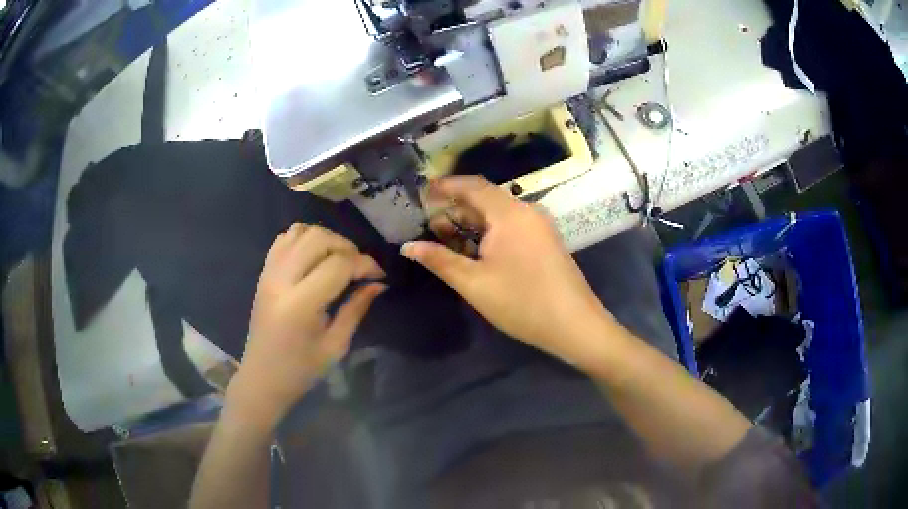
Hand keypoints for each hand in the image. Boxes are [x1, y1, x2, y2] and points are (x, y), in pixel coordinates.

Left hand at [227, 224, 385, 429]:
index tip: (379, 276)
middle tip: (359, 267)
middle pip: (318, 238)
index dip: (365, 264)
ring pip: (300, 231)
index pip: (338, 264)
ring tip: (338, 259)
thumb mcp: (336, 346)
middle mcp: (281, 281)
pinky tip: (315, 257)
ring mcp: (268, 273)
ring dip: (326, 239)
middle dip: (347, 246)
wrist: (262, 377)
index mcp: (300, 305)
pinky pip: (284, 238)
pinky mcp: (263, 273)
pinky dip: (304, 238)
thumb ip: (356, 310)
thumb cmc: (301, 370)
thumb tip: (378, 284)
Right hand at [402, 176, 614, 360]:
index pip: (472, 186)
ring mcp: (540, 226)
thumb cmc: (522, 302)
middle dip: (456, 208)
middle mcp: (526, 211)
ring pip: (499, 214)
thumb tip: (408, 246)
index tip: (422, 192)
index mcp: (509, 213)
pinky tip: (476, 251)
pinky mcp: (546, 241)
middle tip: (429, 224)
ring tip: (447, 239)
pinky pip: (512, 226)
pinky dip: (489, 232)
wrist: (575, 325)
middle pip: (485, 199)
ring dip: (472, 222)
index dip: (445, 186)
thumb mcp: (474, 283)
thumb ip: (439, 260)